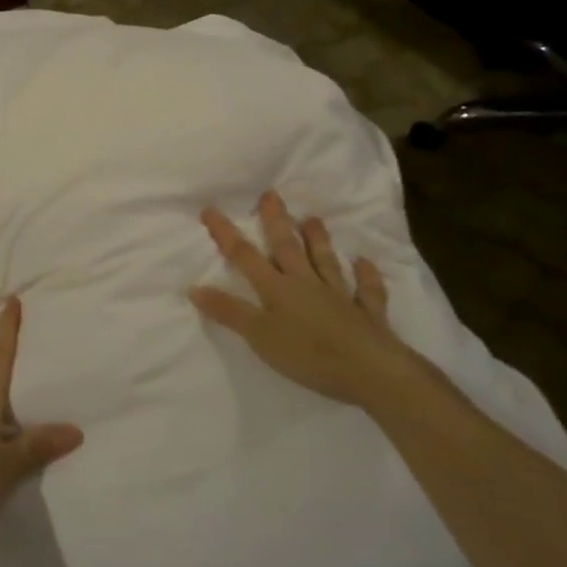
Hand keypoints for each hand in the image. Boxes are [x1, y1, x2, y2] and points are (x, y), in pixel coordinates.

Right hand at [189, 191, 427, 408]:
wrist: (373, 372)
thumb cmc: (309, 354)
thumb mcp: (260, 336)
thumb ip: (229, 311)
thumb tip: (194, 287)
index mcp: (278, 289)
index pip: (245, 256)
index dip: (226, 233)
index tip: (210, 209)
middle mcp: (307, 284)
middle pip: (288, 248)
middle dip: (276, 221)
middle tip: (271, 194)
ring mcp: (339, 297)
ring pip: (326, 262)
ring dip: (319, 240)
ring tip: (312, 218)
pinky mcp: (367, 315)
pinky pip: (367, 291)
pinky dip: (367, 276)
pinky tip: (364, 263)